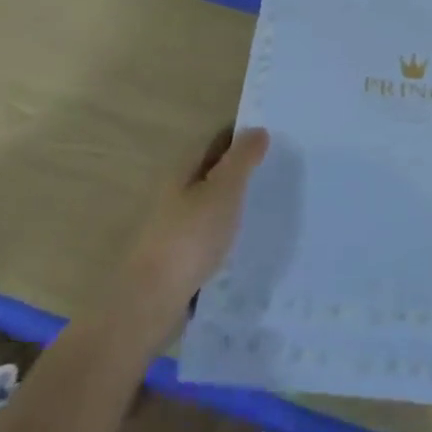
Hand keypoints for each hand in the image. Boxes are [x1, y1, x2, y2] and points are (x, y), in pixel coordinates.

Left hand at [116, 127, 269, 344]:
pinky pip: (210, 231)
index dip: (242, 136)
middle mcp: (176, 192)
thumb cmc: (190, 238)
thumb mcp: (223, 191)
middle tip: (280, 169)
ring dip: (235, 200)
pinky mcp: (180, 255)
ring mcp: (175, 225)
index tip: (274, 136)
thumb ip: (242, 160)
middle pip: (213, 171)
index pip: (217, 141)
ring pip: (211, 203)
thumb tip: (257, 130)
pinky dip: (229, 228)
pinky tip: (248, 238)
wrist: (151, 301)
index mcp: (184, 171)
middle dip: (241, 168)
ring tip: (270, 203)